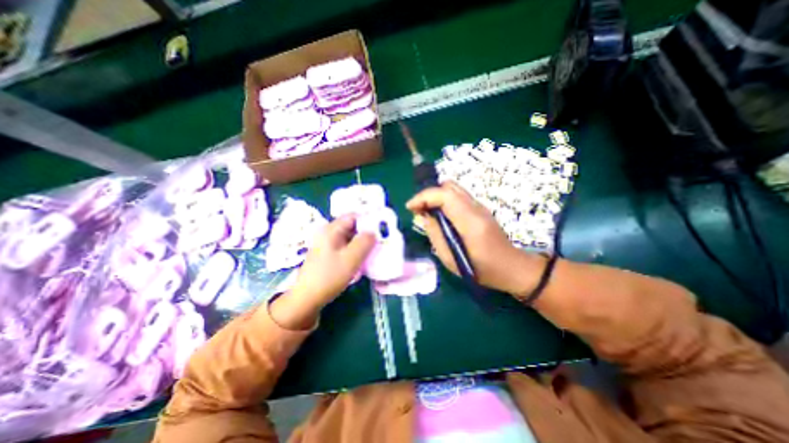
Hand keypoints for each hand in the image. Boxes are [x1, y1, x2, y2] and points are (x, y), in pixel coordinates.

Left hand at [270, 215, 373, 329]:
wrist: (307, 298)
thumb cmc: (329, 276)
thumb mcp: (351, 258)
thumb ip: (364, 242)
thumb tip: (374, 232)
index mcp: (331, 230)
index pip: (353, 216)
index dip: (368, 220)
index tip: (381, 229)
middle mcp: (328, 234)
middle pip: (352, 226)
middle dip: (366, 232)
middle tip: (381, 240)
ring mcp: (328, 245)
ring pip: (350, 238)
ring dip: (362, 243)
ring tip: (375, 249)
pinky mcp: (329, 255)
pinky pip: (346, 247)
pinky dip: (355, 250)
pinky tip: (363, 258)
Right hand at [407, 181, 542, 294]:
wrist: (511, 267)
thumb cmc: (481, 269)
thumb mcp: (451, 259)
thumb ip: (435, 234)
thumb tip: (424, 215)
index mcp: (470, 222)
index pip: (445, 195)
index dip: (424, 196)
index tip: (410, 207)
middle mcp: (476, 208)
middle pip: (449, 186)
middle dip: (428, 194)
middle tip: (418, 209)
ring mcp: (480, 206)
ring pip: (453, 188)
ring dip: (436, 195)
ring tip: (427, 211)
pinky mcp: (480, 208)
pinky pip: (458, 195)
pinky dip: (444, 199)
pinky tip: (440, 214)